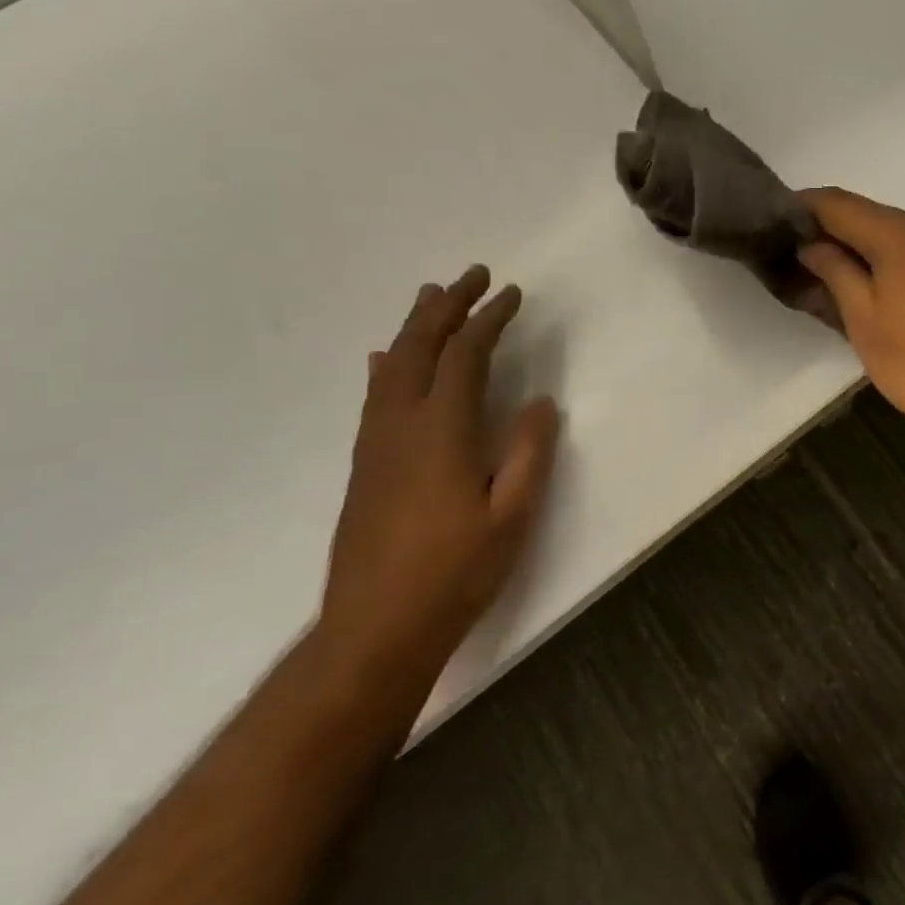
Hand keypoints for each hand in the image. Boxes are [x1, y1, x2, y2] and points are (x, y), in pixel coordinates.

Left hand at [320, 265, 559, 681]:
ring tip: (432, 296)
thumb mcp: (512, 515)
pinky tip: (385, 358)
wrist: (375, 629)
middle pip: (420, 347)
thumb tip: (540, 401)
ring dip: (415, 326)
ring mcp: (376, 442)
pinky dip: (388, 363)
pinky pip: (375, 393)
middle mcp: (402, 424)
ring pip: (392, 365)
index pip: (465, 355)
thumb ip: (529, 452)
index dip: (489, 319)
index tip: (512, 294)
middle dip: (447, 306)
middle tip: (471, 275)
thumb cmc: (454, 573)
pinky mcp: (364, 463)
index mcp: (442, 431)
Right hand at [796, 189, 904, 454]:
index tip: (774, 224)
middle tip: (798, 264)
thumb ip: (835, 272)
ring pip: (896, 237)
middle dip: (831, 234)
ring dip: (861, 252)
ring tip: (832, 284)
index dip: (803, 209)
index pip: (838, 203)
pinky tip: (876, 295)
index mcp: (902, 233)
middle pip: (869, 217)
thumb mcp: (864, 320)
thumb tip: (812, 246)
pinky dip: (890, 264)